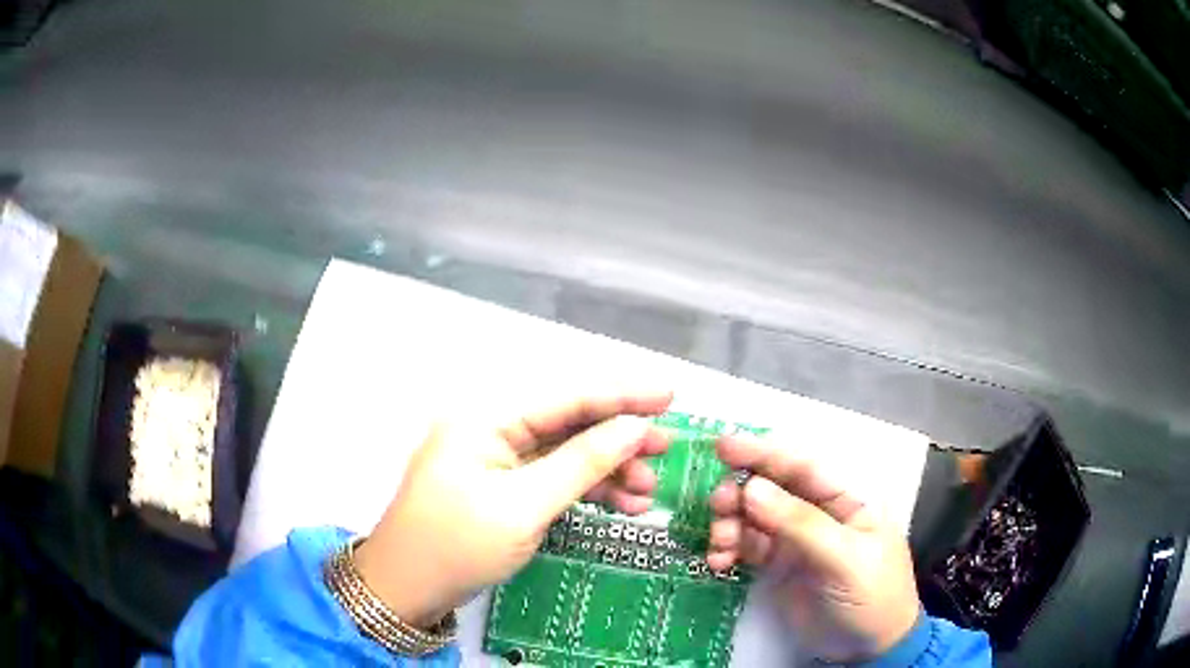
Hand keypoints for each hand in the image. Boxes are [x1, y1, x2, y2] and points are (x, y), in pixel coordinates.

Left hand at [354, 391, 672, 627]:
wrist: (407, 588)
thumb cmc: (457, 545)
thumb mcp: (524, 507)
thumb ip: (582, 464)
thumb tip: (635, 429)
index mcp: (486, 416)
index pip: (566, 395)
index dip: (621, 394)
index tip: (670, 395)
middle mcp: (491, 427)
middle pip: (568, 421)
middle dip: (619, 437)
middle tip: (666, 449)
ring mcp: (496, 458)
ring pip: (565, 452)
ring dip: (607, 469)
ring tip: (647, 491)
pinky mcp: (503, 486)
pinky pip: (552, 477)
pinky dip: (586, 489)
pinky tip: (621, 504)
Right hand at [706, 435, 919, 662]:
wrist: (868, 647)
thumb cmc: (872, 595)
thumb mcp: (845, 559)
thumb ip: (801, 524)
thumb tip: (752, 489)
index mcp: (847, 498)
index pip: (803, 466)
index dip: (764, 452)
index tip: (723, 446)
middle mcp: (820, 511)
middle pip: (772, 488)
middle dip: (741, 492)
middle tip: (717, 505)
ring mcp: (797, 538)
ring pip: (754, 516)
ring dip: (730, 523)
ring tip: (719, 544)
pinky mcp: (779, 565)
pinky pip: (748, 546)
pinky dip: (729, 550)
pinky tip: (718, 563)